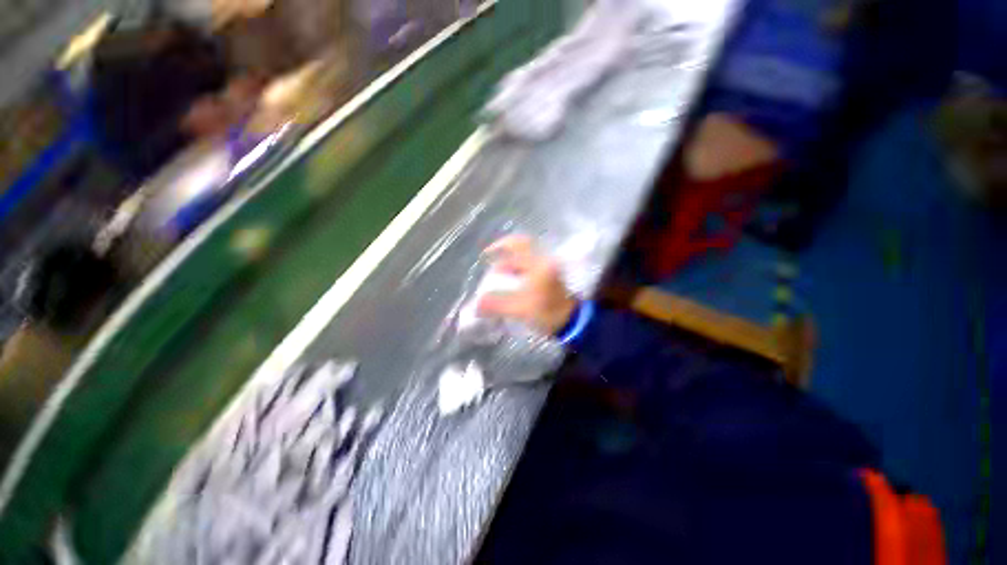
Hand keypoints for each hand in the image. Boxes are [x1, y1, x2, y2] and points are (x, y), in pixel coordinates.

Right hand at [477, 236, 577, 334]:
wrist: (571, 322)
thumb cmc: (547, 313)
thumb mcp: (519, 310)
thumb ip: (496, 305)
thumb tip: (476, 304)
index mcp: (538, 265)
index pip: (518, 244)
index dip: (500, 245)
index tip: (487, 253)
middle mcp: (544, 261)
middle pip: (520, 252)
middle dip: (503, 259)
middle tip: (492, 270)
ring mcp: (548, 268)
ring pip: (525, 260)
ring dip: (511, 266)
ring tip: (499, 279)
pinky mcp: (550, 276)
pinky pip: (530, 268)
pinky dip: (518, 272)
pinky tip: (511, 284)